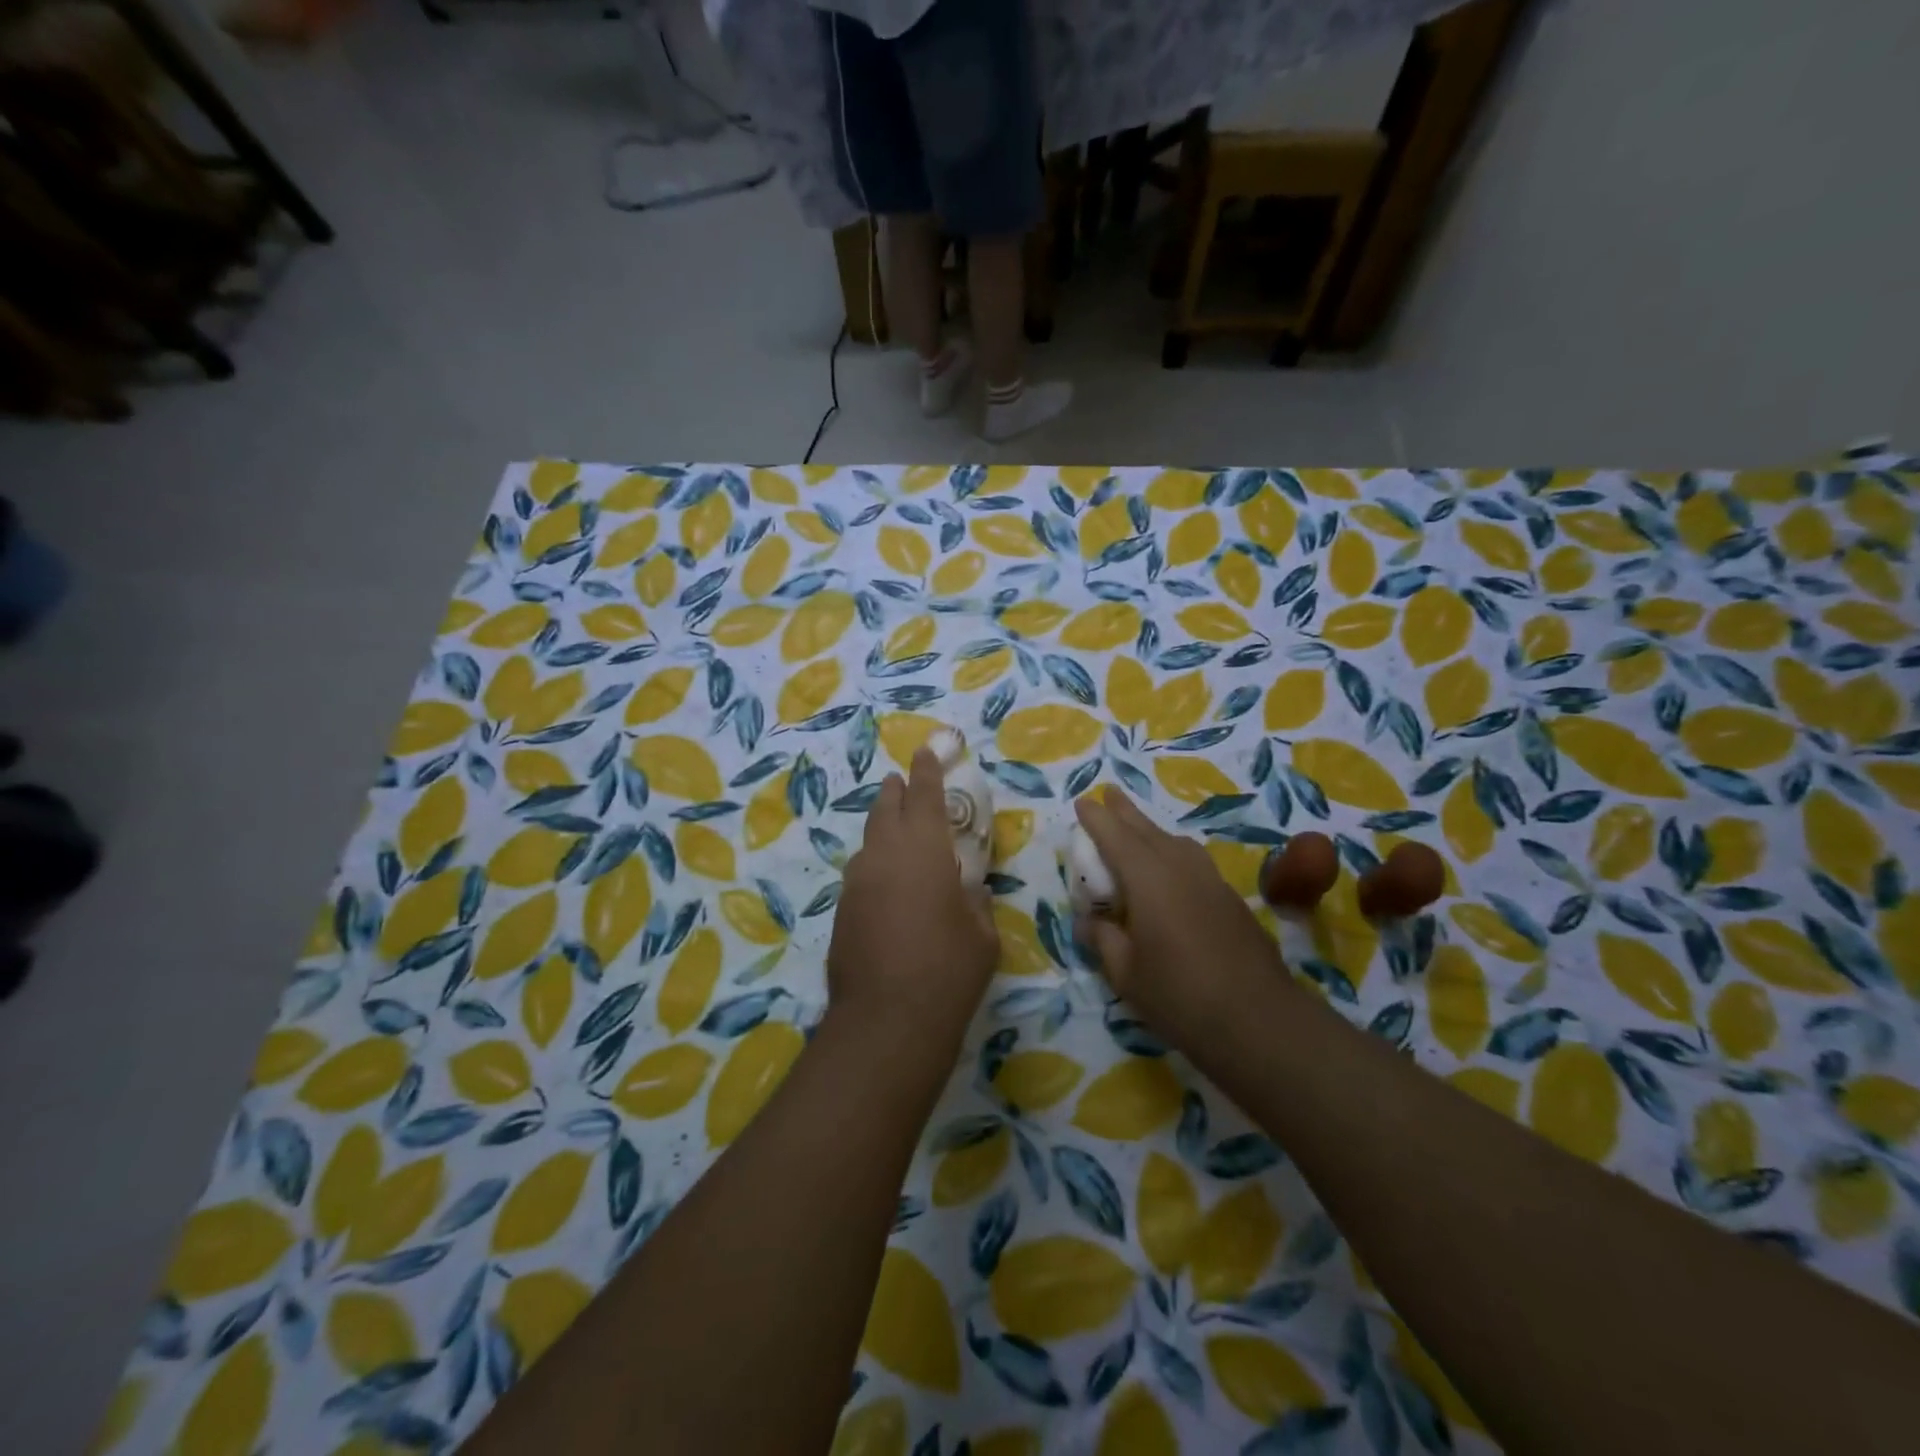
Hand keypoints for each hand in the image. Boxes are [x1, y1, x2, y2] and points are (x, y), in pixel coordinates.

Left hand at [827, 746, 998, 1044]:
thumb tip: (967, 888)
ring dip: (884, 827)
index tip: (925, 751)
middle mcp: (884, 855)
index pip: (924, 795)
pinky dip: (876, 864)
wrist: (886, 1021)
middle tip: (903, 781)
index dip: (927, 770)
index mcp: (923, 849)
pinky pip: (862, 872)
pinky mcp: (842, 910)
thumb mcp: (982, 933)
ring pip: (869, 840)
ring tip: (897, 830)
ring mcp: (857, 882)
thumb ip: (974, 900)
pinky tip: (887, 882)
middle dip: (897, 791)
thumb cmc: (948, 970)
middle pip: (886, 808)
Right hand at [1074, 790, 1290, 1050]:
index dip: (1097, 819)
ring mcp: (1210, 880)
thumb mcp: (1125, 973)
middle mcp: (1179, 868)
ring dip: (1151, 829)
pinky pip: (1193, 860)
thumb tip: (1088, 921)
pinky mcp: (1229, 898)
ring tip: (1137, 827)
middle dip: (1125, 811)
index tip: (1083, 802)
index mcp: (1147, 879)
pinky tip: (1172, 867)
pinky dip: (1173, 851)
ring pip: (1174, 842)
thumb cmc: (1179, 995)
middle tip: (1110, 792)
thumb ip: (1103, 939)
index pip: (1115, 837)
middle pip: (1147, 830)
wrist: (1258, 1019)